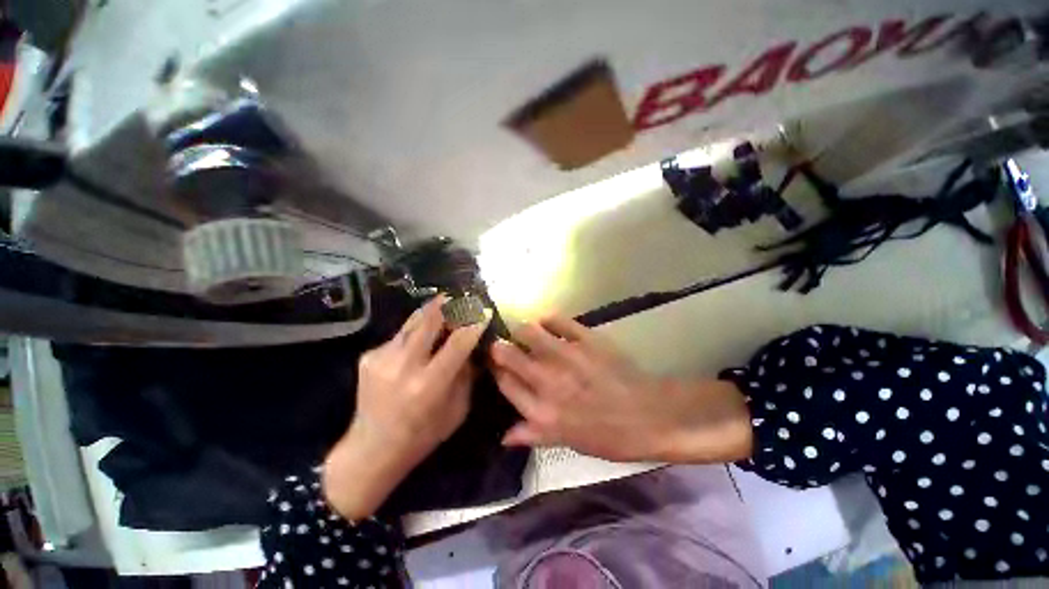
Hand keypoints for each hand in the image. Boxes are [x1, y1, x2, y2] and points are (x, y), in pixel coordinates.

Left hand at [323, 297, 488, 518]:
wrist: (371, 449)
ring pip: (413, 321)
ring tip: (445, 302)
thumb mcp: (457, 410)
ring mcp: (382, 358)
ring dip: (432, 310)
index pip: (458, 343)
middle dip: (449, 304)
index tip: (485, 311)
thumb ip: (466, 375)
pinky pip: (401, 334)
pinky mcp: (369, 356)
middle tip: (461, 295)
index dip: (474, 324)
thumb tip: (473, 347)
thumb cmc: (423, 435)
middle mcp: (403, 366)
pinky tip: (423, 335)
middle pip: (429, 320)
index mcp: (429, 385)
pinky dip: (417, 330)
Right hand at [490, 316, 751, 462]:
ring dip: (522, 330)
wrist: (650, 416)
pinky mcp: (585, 338)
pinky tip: (548, 323)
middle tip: (505, 345)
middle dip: (500, 347)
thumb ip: (533, 435)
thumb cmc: (609, 436)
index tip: (497, 365)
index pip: (504, 383)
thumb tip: (504, 437)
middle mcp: (547, 381)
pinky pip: (557, 320)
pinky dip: (548, 319)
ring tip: (527, 333)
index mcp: (541, 411)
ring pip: (527, 331)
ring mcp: (566, 356)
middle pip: (507, 354)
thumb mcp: (568, 443)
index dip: (496, 371)